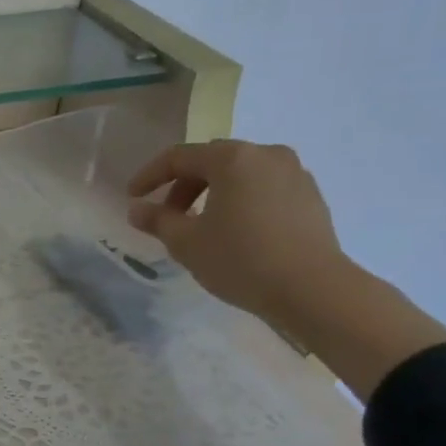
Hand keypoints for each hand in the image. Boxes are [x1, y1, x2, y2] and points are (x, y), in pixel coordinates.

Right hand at [126, 140, 351, 335]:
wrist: (314, 290)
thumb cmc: (241, 259)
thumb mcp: (186, 242)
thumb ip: (157, 220)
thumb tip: (137, 209)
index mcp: (233, 158)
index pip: (179, 157)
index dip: (149, 176)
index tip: (132, 197)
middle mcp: (266, 155)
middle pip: (212, 161)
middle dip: (183, 185)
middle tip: (166, 215)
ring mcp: (294, 174)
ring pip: (240, 175)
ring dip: (213, 194)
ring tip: (200, 225)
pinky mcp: (311, 197)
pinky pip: (264, 189)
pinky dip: (241, 201)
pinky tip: (234, 231)